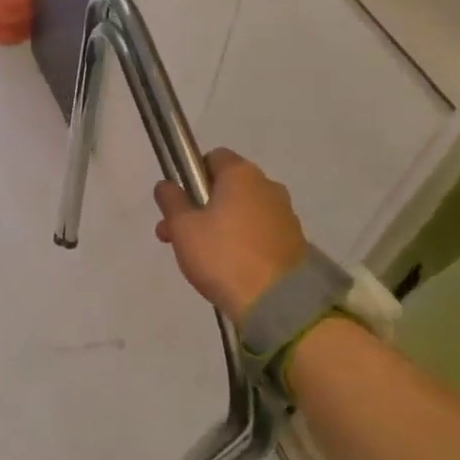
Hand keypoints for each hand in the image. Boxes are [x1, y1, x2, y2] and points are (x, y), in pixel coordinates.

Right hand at [154, 149, 307, 320]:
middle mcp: (268, 186)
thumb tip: (166, 185)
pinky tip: (229, 266)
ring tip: (200, 258)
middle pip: (227, 187)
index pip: (213, 158)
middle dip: (200, 207)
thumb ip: (171, 201)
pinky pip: (259, 232)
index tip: (180, 203)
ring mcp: (285, 214)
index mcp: (241, 174)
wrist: (277, 301)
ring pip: (242, 211)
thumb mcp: (183, 227)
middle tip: (177, 236)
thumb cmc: (223, 255)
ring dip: (220, 225)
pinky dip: (243, 241)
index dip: (192, 176)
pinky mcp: (294, 241)